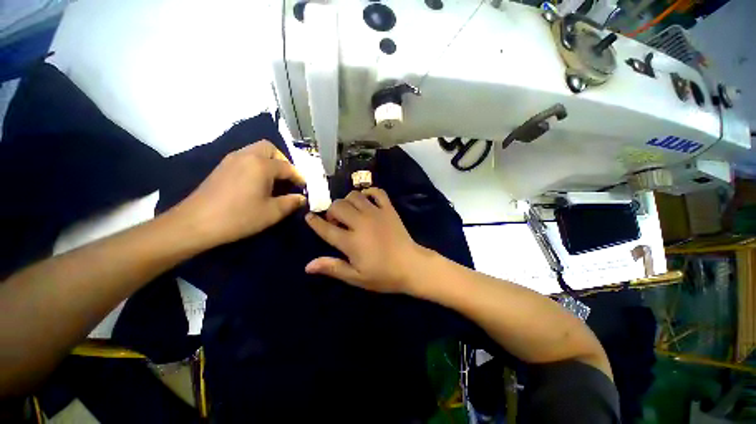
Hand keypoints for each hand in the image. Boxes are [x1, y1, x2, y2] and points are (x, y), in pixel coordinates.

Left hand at [172, 141, 305, 246]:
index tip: (304, 188)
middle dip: (282, 160)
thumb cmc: (239, 217)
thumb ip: (291, 202)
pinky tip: (256, 182)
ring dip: (269, 161)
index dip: (298, 177)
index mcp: (261, 165)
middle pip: (269, 148)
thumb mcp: (272, 212)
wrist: (195, 224)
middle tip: (287, 178)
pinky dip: (256, 164)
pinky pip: (245, 158)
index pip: (287, 167)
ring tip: (274, 181)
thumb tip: (302, 198)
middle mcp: (246, 156)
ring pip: (256, 151)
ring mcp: (231, 159)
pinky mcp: (221, 167)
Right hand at [304, 188, 426, 293]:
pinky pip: (377, 192)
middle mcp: (361, 223)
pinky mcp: (389, 209)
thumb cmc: (383, 275)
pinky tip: (367, 200)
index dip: (314, 222)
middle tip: (336, 221)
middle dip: (332, 211)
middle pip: (338, 206)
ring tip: (351, 211)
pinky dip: (369, 192)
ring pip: (354, 196)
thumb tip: (307, 266)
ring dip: (348, 201)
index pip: (326, 228)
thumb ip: (333, 268)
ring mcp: (376, 213)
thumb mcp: (356, 277)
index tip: (309, 216)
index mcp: (351, 241)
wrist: (411, 266)